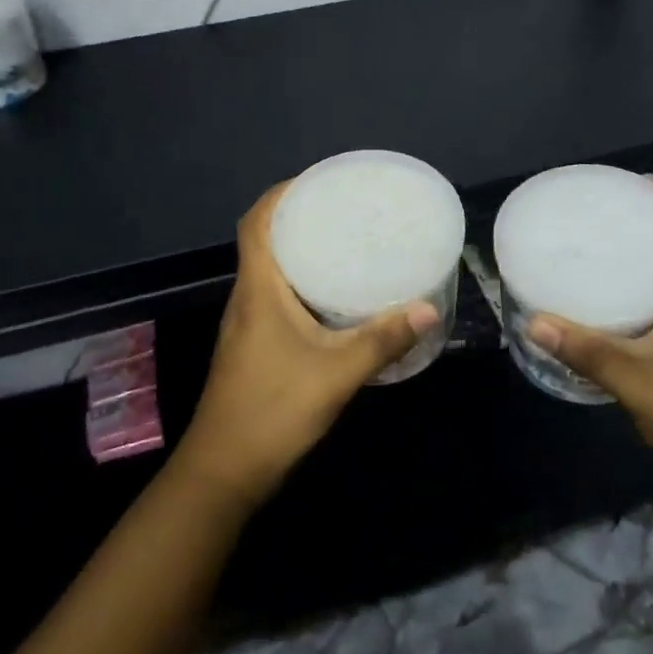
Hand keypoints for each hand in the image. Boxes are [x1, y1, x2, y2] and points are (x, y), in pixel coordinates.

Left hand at [176, 181, 440, 508]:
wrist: (224, 472)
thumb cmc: (273, 410)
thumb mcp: (336, 374)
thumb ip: (382, 340)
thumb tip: (428, 308)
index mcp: (259, 290)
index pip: (256, 222)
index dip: (281, 194)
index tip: (318, 181)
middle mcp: (248, 298)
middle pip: (265, 241)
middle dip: (299, 218)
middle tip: (345, 209)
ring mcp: (247, 324)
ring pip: (270, 271)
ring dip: (300, 251)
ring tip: (345, 243)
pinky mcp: (254, 346)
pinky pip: (277, 296)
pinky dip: (302, 283)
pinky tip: (334, 298)